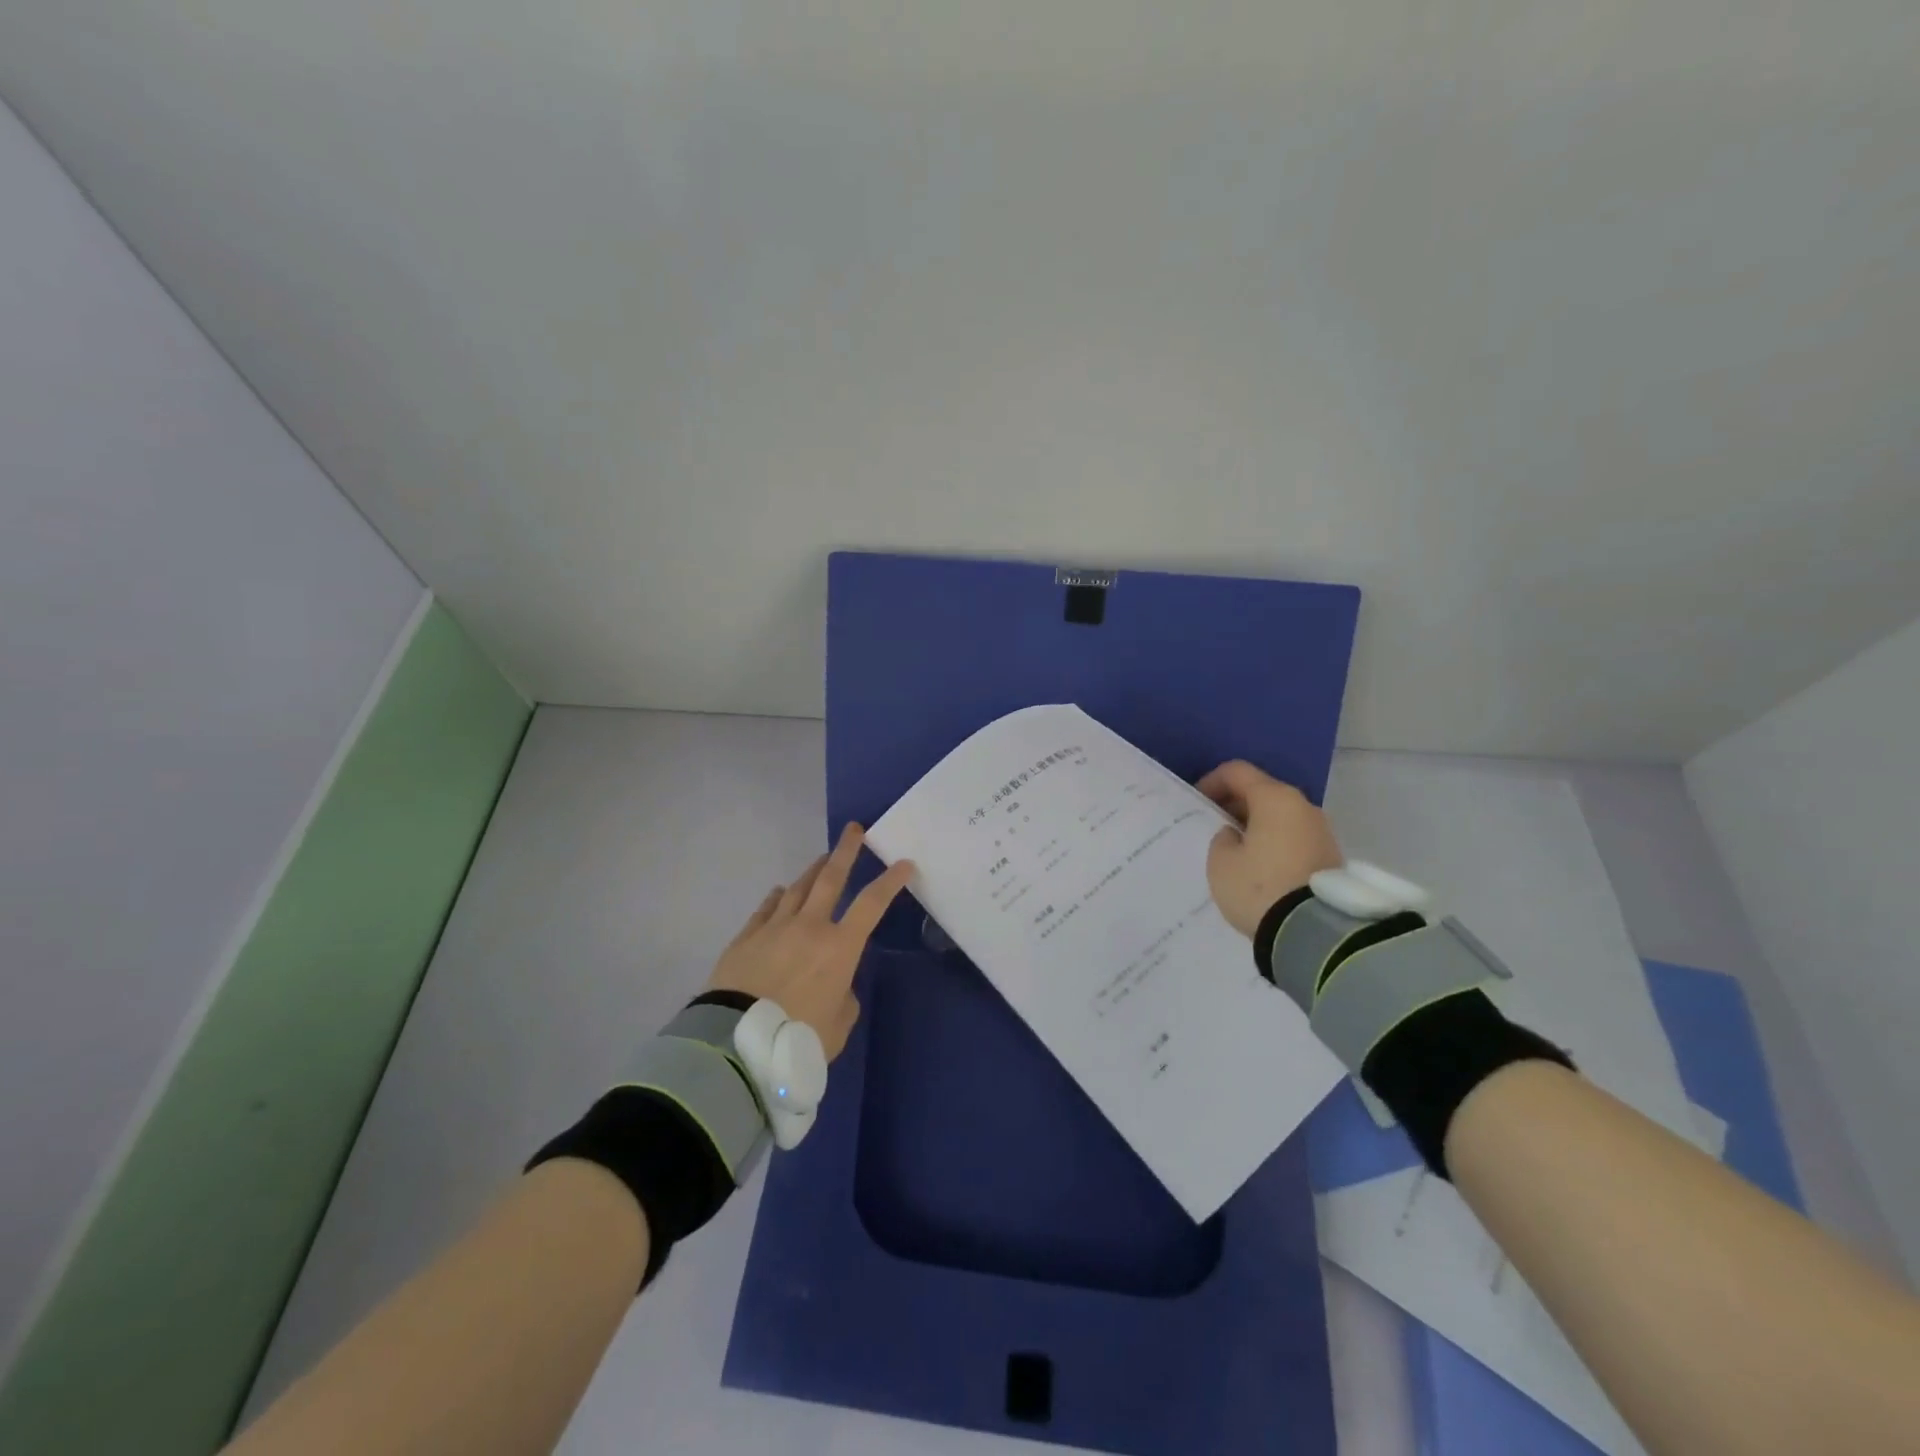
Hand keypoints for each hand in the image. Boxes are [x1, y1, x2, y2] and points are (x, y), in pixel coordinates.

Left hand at [703, 824, 913, 1059]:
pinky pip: (766, 909)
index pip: (872, 904)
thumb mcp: (838, 1027)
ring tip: (821, 859)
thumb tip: (837, 986)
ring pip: (798, 888)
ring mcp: (775, 927)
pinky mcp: (747, 937)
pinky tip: (779, 892)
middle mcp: (810, 926)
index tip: (904, 863)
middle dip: (846, 851)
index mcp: (839, 947)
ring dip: (812, 871)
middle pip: (831, 879)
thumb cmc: (798, 1037)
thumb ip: (844, 999)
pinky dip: (776, 898)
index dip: (890, 881)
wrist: (736, 1040)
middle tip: (854, 830)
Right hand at [1197, 760, 1342, 937]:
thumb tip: (1236, 835)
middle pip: (1262, 792)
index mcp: (1275, 798)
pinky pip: (1292, 837)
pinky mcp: (1329, 857)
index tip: (1197, 803)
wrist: (1314, 933)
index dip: (1211, 781)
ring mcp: (1321, 832)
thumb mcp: (1221, 861)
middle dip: (1235, 804)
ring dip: (1256, 825)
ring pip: (1279, 816)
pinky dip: (1273, 842)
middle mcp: (1303, 807)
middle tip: (1214, 826)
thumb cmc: (1259, 887)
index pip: (1237, 772)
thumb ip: (1223, 838)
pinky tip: (1258, 865)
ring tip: (1235, 849)